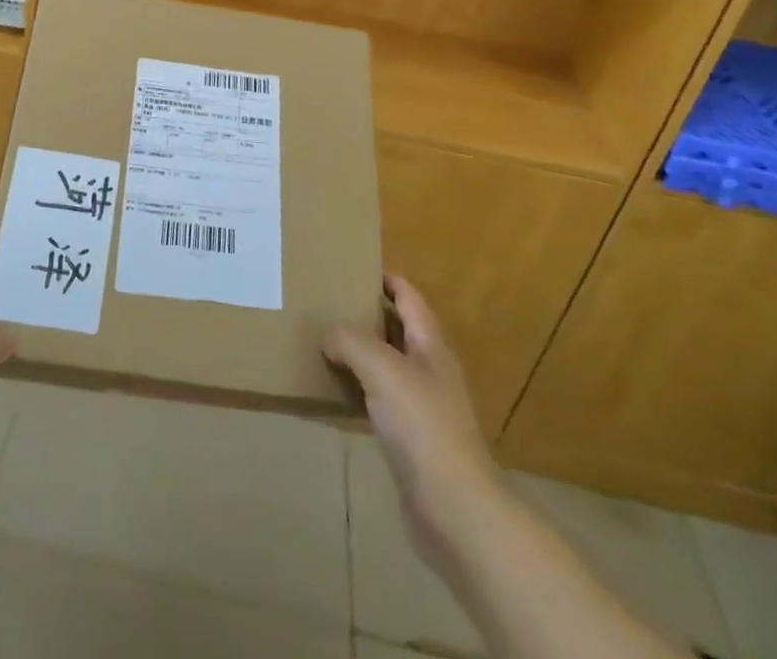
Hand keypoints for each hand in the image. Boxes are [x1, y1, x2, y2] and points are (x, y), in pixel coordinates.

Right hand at [324, 276, 495, 562]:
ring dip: (358, 353)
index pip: (408, 296)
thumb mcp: (381, 368)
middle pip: (396, 328)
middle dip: (364, 314)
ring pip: (386, 365)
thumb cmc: (422, 426)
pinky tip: (334, 392)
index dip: (384, 278)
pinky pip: (379, 401)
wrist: (454, 509)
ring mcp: (422, 406)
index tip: (350, 266)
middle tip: (325, 302)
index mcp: (430, 344)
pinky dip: (358, 390)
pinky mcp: (411, 440)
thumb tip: (329, 337)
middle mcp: (429, 368)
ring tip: (321, 341)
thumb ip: (350, 341)